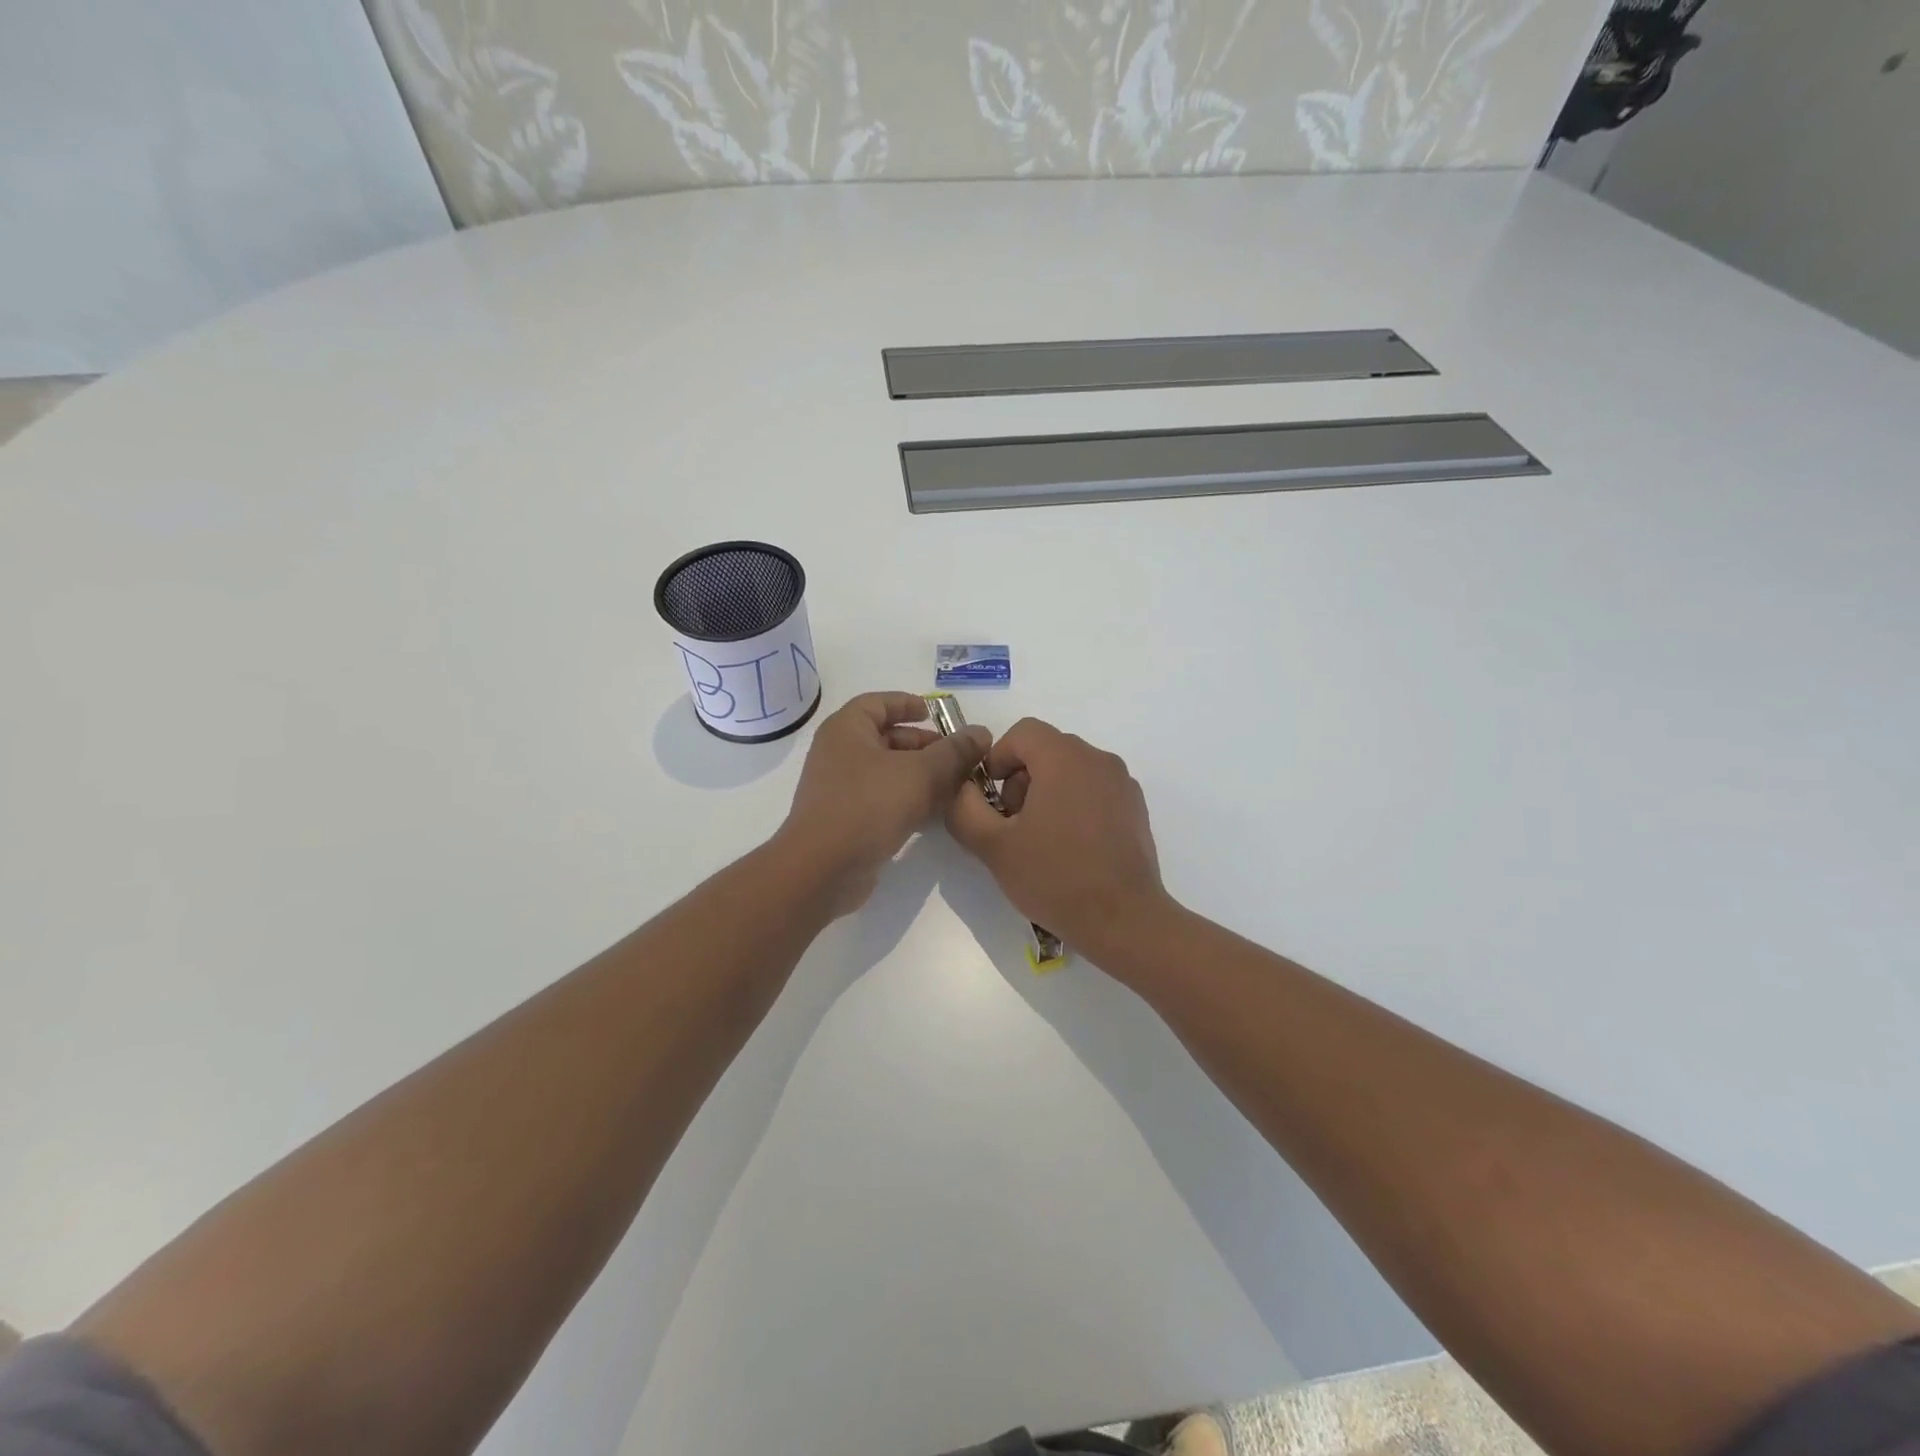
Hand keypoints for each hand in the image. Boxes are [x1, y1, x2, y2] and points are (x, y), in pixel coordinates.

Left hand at [779, 692, 989, 915]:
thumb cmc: (869, 806)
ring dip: (921, 775)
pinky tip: (936, 813)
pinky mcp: (846, 819)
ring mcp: (840, 789)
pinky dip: (908, 799)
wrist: (823, 870)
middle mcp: (839, 753)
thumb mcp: (921, 773)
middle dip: (925, 745)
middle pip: (887, 738)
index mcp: (847, 729)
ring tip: (956, 785)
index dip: (908, 704)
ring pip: (887, 771)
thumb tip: (981, 732)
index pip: (878, 702)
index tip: (936, 713)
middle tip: (958, 756)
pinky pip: (882, 799)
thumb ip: (954, 751)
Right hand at [945, 717, 1171, 957]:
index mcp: (1065, 758)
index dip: (998, 757)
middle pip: (1047, 748)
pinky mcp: (1135, 808)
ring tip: (1039, 838)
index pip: (1023, 732)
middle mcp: (1098, 759)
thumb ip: (965, 809)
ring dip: (1047, 791)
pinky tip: (1070, 847)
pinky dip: (1075, 803)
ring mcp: (1122, 783)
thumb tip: (962, 789)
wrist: (1123, 920)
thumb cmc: (1055, 877)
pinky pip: (1095, 789)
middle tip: (1012, 823)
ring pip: (1072, 769)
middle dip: (1021, 778)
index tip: (991, 798)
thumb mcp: (994, 846)